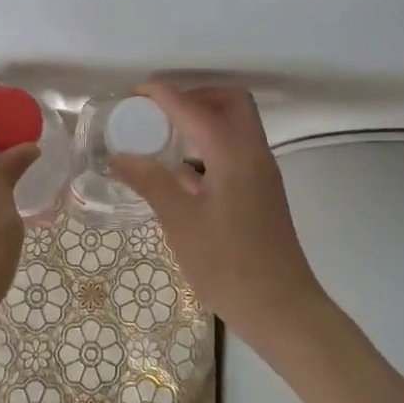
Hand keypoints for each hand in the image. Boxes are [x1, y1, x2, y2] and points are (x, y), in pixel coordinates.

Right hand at [119, 83, 403, 402]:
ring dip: (204, 117)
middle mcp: (253, 152)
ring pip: (237, 123)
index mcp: (232, 153)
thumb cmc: (228, 266)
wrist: (282, 308)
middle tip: (158, 113)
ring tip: (165, 136)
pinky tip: (183, 170)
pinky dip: (211, 141)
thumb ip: (151, 182)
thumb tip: (121, 154)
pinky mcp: (263, 189)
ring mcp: (262, 170)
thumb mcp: (181, 223)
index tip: (133, 94)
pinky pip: (237, 146)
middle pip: (229, 100)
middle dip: (193, 96)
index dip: (162, 94)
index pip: (193, 107)